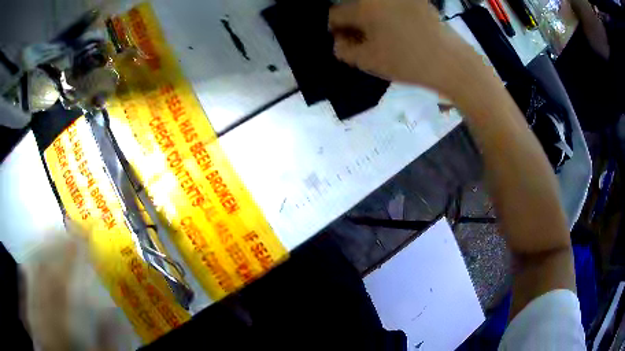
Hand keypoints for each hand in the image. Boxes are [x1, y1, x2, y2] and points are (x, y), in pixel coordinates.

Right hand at [330, 0, 484, 97]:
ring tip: (381, 37)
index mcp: (363, 6)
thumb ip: (343, 49)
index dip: (335, 30)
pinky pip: (390, 6)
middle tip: (362, 40)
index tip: (344, 42)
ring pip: (372, 5)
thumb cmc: (407, 62)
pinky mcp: (415, 0)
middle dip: (353, 23)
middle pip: (353, 6)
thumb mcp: (368, 61)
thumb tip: (339, 39)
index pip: (335, 14)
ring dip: (369, 18)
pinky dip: (387, 15)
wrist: (450, 62)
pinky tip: (397, 30)